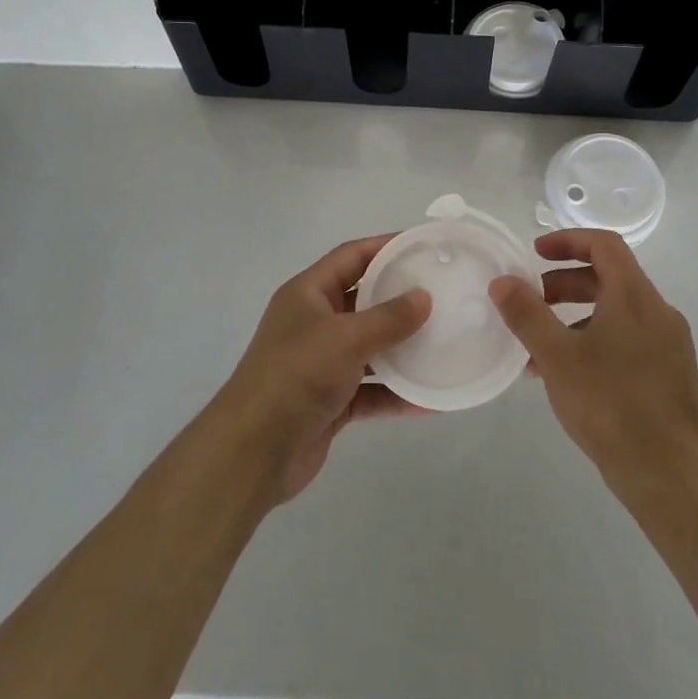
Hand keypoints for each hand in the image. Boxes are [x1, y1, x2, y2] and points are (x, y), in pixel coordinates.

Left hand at [215, 235, 429, 503]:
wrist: (253, 452)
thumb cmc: (297, 376)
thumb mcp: (346, 337)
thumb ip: (388, 318)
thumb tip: (424, 298)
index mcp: (308, 294)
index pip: (351, 257)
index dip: (385, 247)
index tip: (423, 247)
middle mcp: (314, 323)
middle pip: (364, 301)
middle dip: (400, 298)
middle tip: (442, 294)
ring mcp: (322, 364)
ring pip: (370, 347)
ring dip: (403, 348)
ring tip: (444, 342)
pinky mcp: (330, 401)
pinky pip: (371, 390)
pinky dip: (396, 393)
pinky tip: (430, 399)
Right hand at [490, 230, 697, 499]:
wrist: (669, 476)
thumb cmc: (611, 405)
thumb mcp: (558, 357)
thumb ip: (527, 315)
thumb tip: (502, 281)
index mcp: (635, 297)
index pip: (605, 245)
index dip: (567, 241)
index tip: (534, 252)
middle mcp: (658, 313)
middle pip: (609, 278)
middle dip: (563, 284)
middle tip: (529, 301)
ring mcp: (669, 345)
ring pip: (615, 314)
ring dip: (574, 318)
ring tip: (538, 350)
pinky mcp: (670, 375)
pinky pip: (627, 341)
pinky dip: (594, 342)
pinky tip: (568, 378)